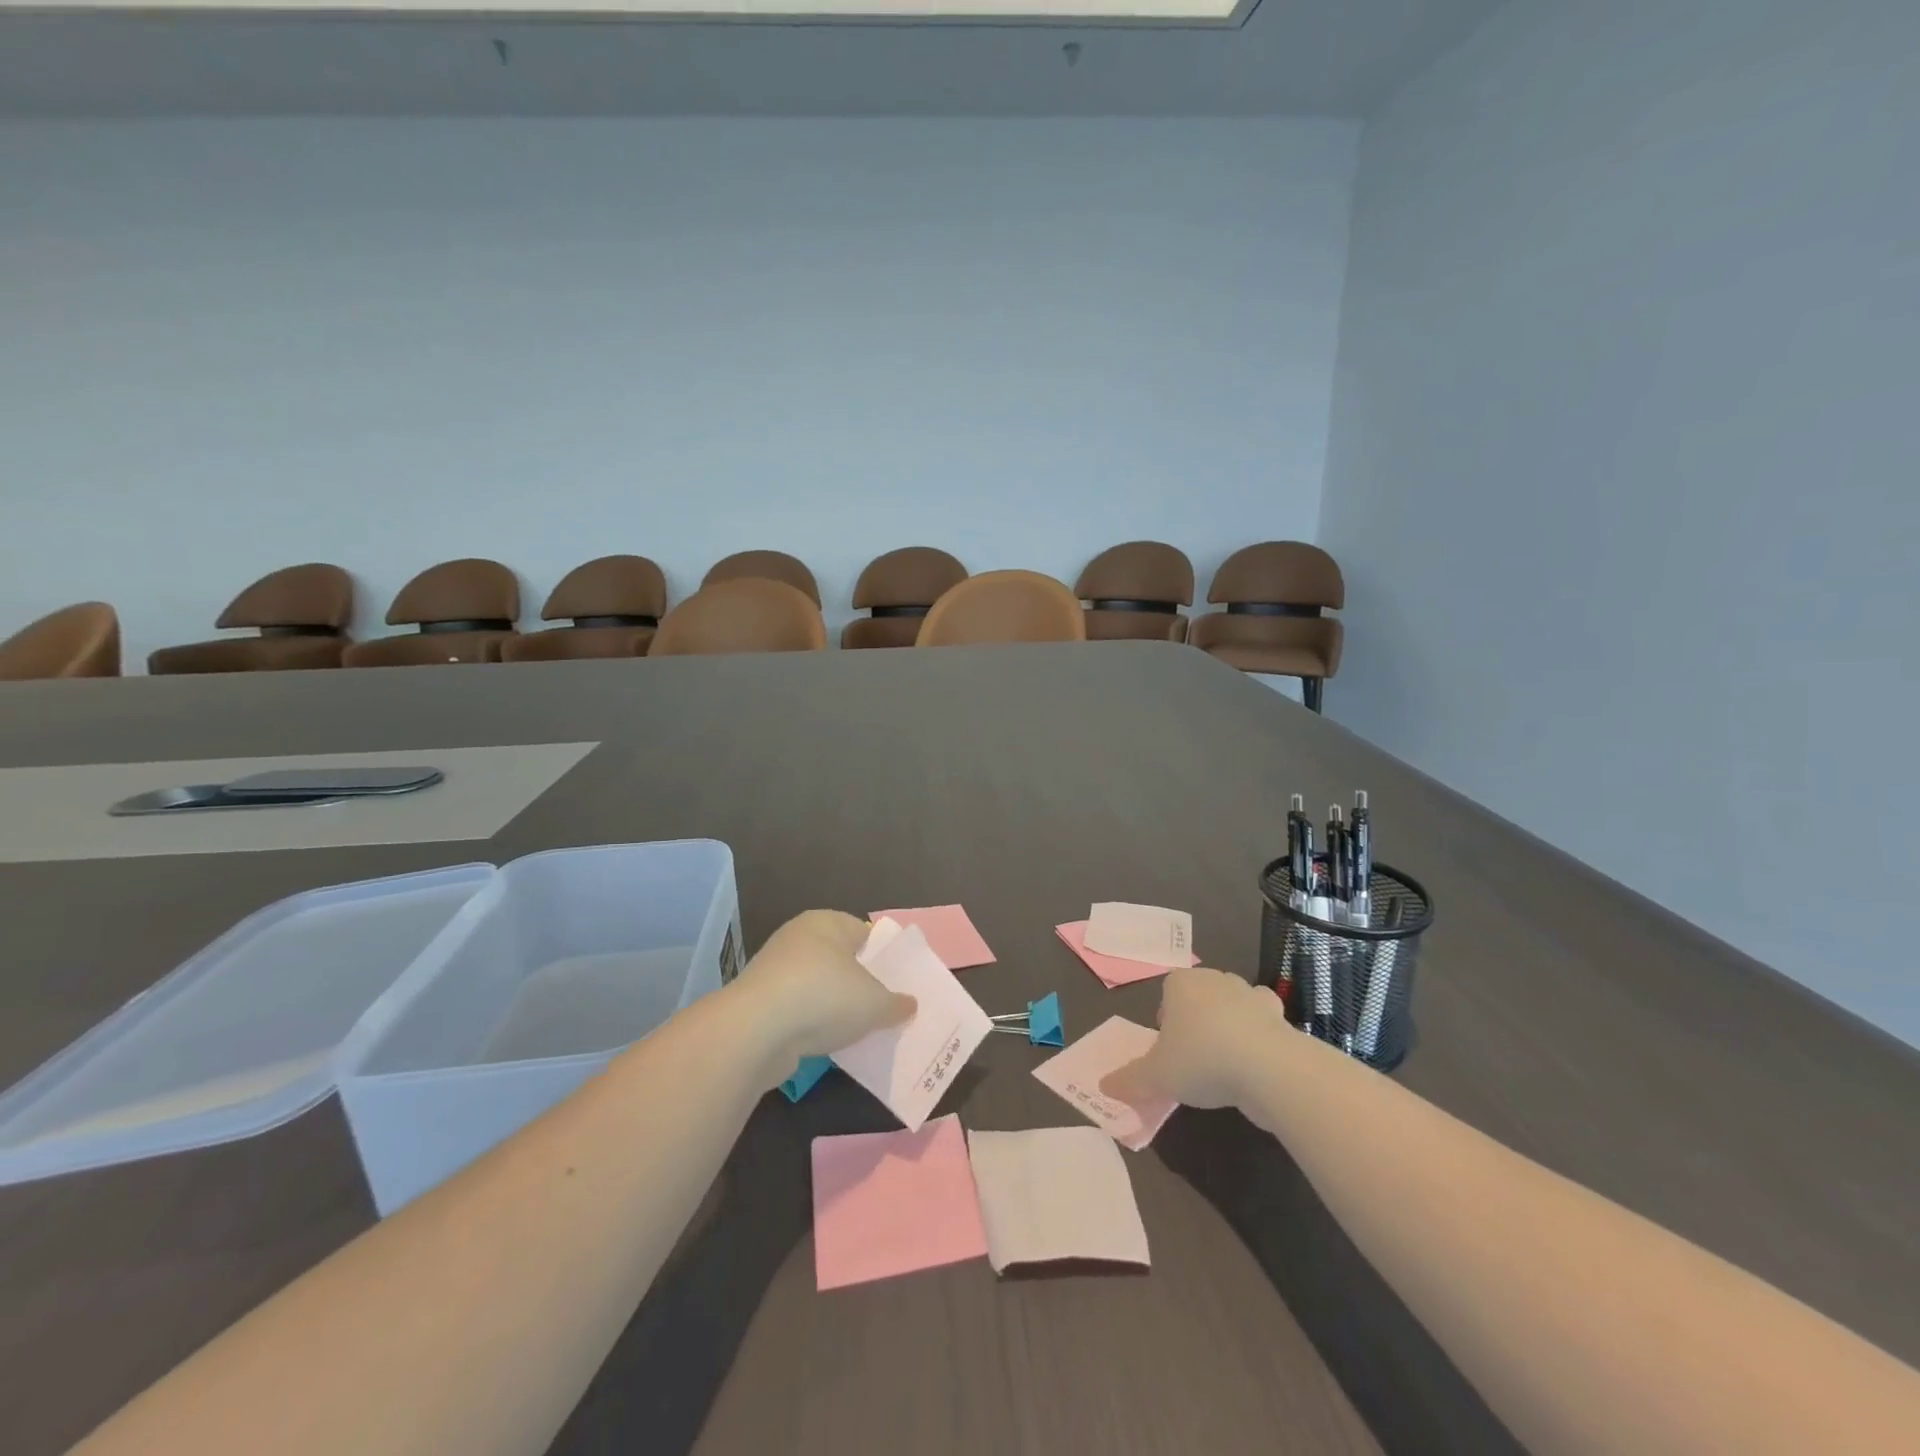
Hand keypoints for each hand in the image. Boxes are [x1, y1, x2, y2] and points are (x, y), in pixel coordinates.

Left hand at [734, 910, 915, 1067]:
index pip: (864, 932)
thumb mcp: (874, 1003)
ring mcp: (775, 969)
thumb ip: (895, 1003)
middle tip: (883, 1006)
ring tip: (859, 1029)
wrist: (756, 1031)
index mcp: (828, 922)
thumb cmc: (824, 997)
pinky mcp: (760, 1002)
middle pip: (840, 959)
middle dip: (859, 982)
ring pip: (818, 985)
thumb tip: (909, 1004)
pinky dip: (812, 1023)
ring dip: (834, 1005)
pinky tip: (828, 1042)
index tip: (898, 982)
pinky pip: (798, 1009)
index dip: (883, 956)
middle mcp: (799, 937)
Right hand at [1100, 967, 1290, 1110]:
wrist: (1269, 1068)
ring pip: (1232, 1006)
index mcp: (1181, 983)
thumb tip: (1103, 1086)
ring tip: (1225, 1064)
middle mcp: (1215, 980)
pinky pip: (1263, 1022)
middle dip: (1196, 1021)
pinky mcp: (1279, 1016)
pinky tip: (1255, 1064)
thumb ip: (1129, 1080)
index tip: (1168, 1050)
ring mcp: (1250, 995)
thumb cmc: (1201, 1060)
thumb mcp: (1156, 1076)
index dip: (1166, 1020)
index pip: (1168, 992)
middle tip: (1193, 1058)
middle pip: (1200, 998)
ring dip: (1228, 1027)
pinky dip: (1259, 1036)